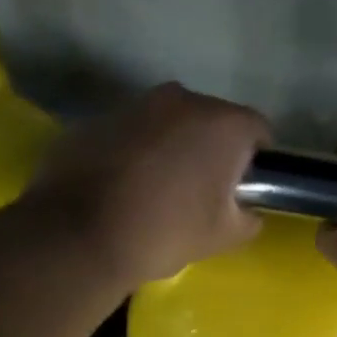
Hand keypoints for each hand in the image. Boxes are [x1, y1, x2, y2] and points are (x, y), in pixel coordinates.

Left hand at [24, 82, 269, 286]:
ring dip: (171, 147)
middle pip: (210, 121)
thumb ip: (249, 218)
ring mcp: (133, 105)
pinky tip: (122, 187)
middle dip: (211, 149)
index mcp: (221, 123)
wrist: (79, 237)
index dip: (257, 159)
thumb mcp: (224, 237)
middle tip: (202, 191)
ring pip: (167, 123)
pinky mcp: (95, 119)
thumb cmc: (165, 232)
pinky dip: (134, 152)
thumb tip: (246, 210)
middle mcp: (181, 99)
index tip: (244, 188)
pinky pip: (130, 134)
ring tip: (158, 189)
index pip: (257, 130)